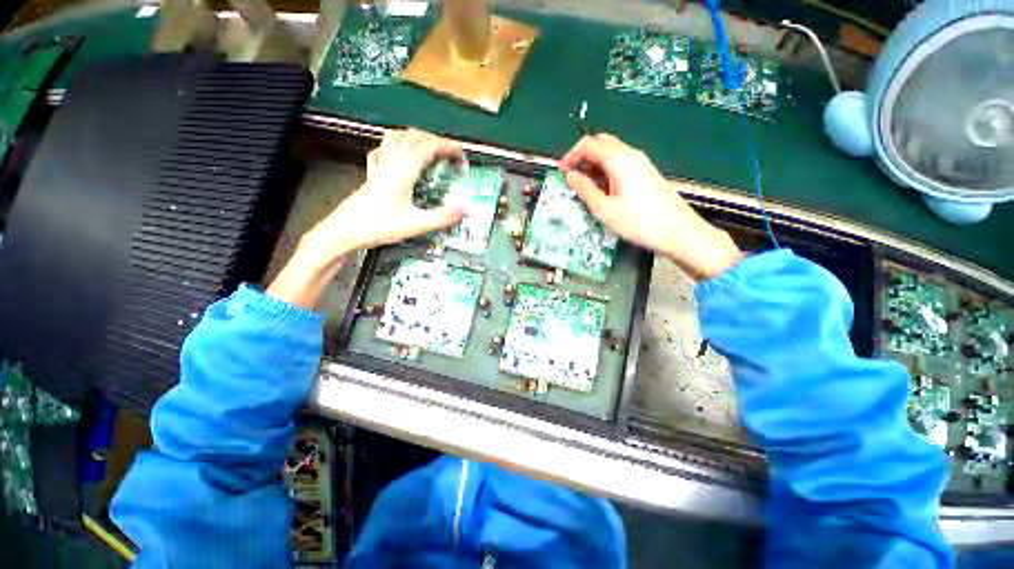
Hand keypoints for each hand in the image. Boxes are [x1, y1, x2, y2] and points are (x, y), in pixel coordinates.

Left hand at [305, 129, 466, 257]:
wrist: (344, 231)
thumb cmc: (379, 227)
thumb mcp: (415, 225)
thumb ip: (441, 218)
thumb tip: (465, 210)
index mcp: (403, 172)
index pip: (428, 148)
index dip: (447, 147)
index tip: (462, 154)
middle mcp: (391, 163)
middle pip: (413, 137)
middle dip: (435, 140)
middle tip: (449, 154)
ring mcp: (379, 167)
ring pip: (395, 138)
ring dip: (414, 137)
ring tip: (428, 147)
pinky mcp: (371, 175)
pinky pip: (382, 151)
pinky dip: (394, 147)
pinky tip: (398, 156)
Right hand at [559, 134, 743, 280]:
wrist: (677, 231)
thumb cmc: (637, 221)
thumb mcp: (604, 209)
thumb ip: (585, 190)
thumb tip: (571, 176)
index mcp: (618, 159)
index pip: (589, 144)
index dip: (571, 155)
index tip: (562, 172)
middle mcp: (630, 154)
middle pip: (601, 143)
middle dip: (583, 156)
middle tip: (574, 177)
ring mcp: (640, 162)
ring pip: (611, 152)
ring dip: (595, 164)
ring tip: (587, 187)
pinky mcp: (646, 172)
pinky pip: (621, 162)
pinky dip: (607, 169)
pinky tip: (605, 189)